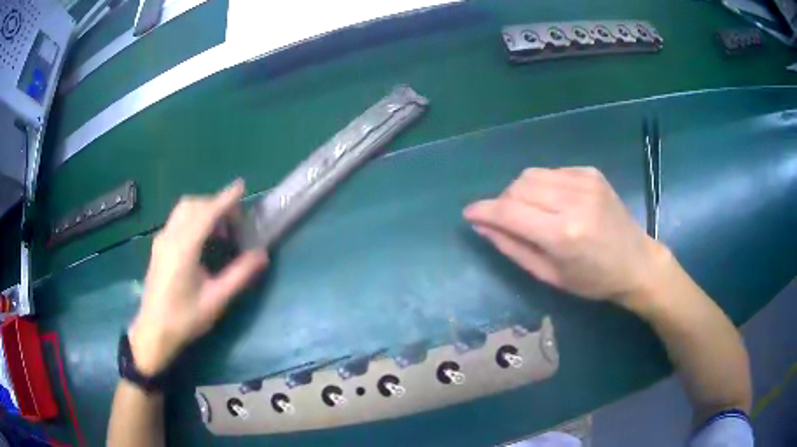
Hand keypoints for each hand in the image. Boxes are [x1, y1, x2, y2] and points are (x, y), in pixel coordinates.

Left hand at [129, 180, 267, 375]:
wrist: (154, 331)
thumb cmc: (185, 319)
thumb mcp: (216, 300)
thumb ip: (239, 275)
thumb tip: (262, 254)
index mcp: (183, 249)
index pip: (206, 214)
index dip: (225, 199)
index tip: (241, 187)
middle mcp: (170, 238)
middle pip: (193, 205)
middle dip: (215, 205)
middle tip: (234, 223)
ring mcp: (161, 240)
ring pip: (183, 210)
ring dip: (203, 210)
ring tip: (220, 231)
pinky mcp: (158, 246)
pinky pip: (177, 220)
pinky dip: (194, 219)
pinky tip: (202, 240)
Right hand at [463, 167, 667, 303]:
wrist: (637, 262)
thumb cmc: (593, 280)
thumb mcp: (550, 275)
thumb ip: (513, 248)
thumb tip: (481, 225)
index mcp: (564, 234)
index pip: (510, 212)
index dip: (484, 211)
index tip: (469, 214)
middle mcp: (574, 200)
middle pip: (518, 187)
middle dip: (503, 202)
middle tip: (507, 221)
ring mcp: (585, 181)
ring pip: (532, 175)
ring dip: (520, 192)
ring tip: (531, 212)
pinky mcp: (591, 172)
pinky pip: (551, 172)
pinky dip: (542, 186)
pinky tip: (554, 203)